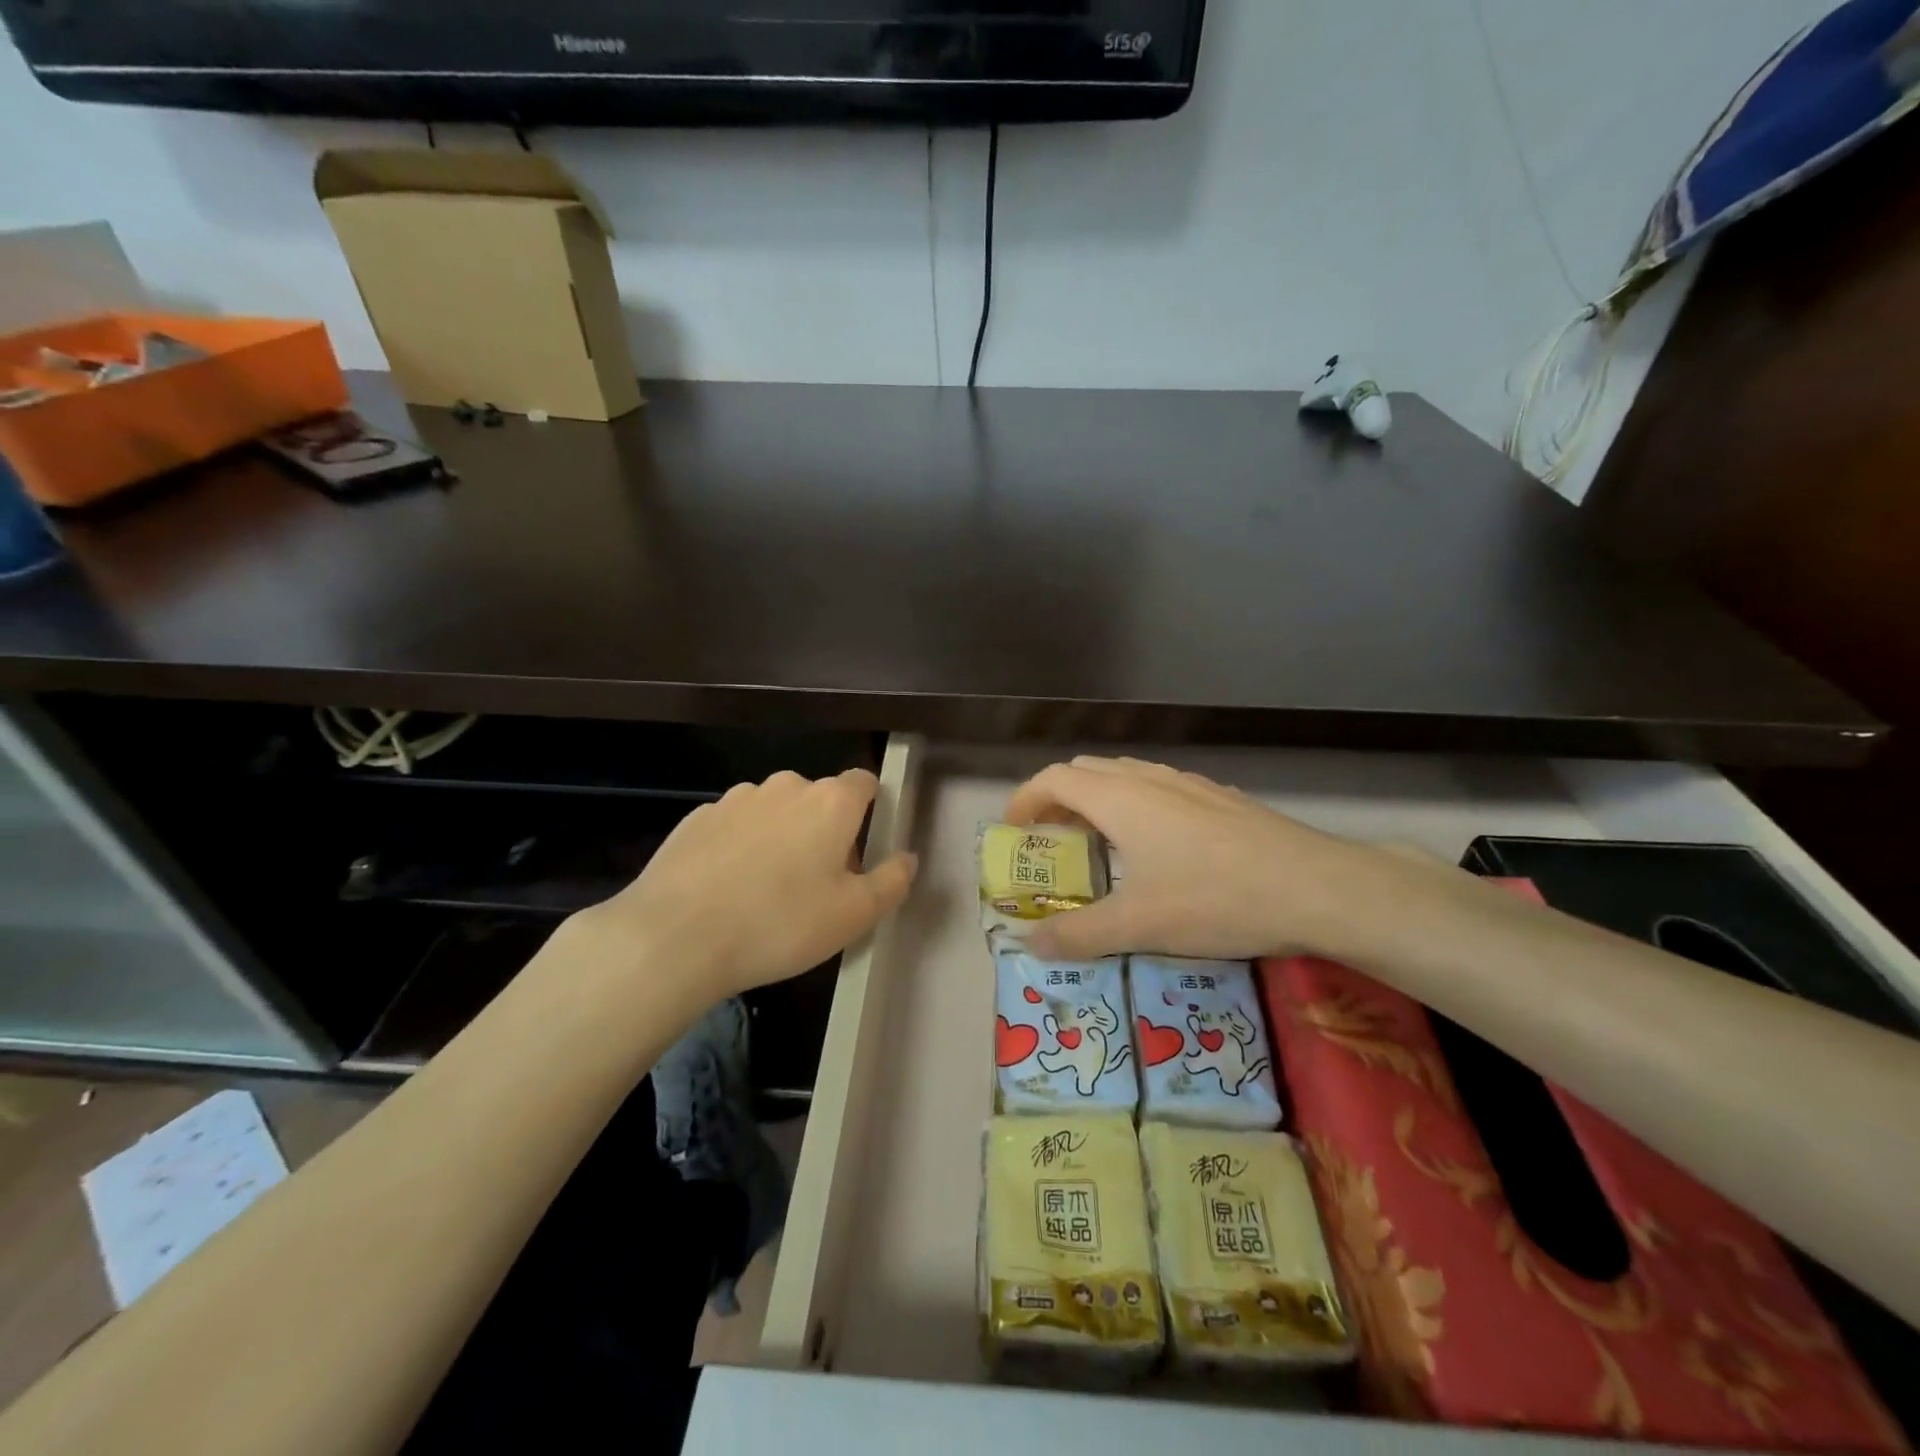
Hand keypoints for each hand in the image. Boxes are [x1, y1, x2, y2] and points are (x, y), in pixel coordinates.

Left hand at [571, 768, 917, 1006]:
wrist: (675, 936)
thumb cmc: (780, 923)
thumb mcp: (854, 916)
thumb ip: (892, 882)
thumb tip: (907, 858)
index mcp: (831, 802)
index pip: (865, 782)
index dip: (870, 811)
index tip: (862, 850)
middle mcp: (786, 787)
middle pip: (819, 800)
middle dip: (825, 832)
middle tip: (817, 886)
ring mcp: (736, 799)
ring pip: (774, 812)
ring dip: (781, 838)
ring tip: (766, 893)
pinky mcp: (697, 818)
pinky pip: (734, 827)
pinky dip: (740, 848)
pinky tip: (727, 890)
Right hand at [1006, 756, 1392, 962]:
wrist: (1315, 886)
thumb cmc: (1215, 899)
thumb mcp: (1138, 926)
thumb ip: (1078, 934)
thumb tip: (1030, 944)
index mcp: (1119, 799)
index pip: (1054, 779)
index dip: (1025, 800)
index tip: (1013, 832)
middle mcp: (1148, 779)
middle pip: (1086, 771)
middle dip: (1058, 799)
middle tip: (1052, 841)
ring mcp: (1188, 783)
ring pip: (1126, 776)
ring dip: (1098, 800)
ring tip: (1099, 843)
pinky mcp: (1219, 797)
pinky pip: (1159, 788)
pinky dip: (1135, 805)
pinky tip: (1158, 848)